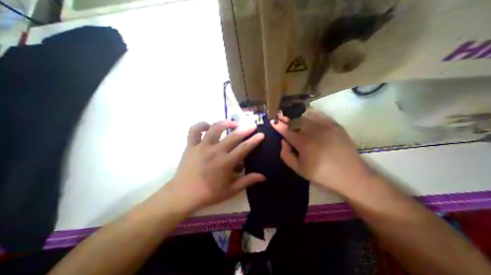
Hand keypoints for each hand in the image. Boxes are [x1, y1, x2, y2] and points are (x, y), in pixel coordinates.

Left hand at [166, 119, 266, 211]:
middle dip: (245, 129)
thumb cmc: (209, 194)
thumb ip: (247, 181)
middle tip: (252, 125)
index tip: (261, 134)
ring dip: (225, 123)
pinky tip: (208, 126)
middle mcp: (215, 151)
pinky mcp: (190, 145)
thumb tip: (263, 177)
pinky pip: (195, 130)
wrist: (182, 195)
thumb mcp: (231, 190)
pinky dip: (201, 125)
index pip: (244, 148)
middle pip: (233, 136)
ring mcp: (202, 146)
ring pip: (215, 128)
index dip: (254, 140)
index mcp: (226, 163)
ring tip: (233, 123)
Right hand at [270, 108, 370, 194]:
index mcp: (304, 143)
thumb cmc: (322, 174)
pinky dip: (309, 113)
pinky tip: (306, 116)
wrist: (351, 175)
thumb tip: (283, 141)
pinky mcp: (335, 124)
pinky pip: (318, 114)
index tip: (272, 120)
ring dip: (296, 115)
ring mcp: (325, 126)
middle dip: (285, 117)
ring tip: (292, 116)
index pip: (286, 130)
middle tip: (280, 116)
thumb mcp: (299, 169)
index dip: (278, 125)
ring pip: (306, 114)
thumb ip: (286, 155)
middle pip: (295, 120)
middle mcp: (313, 131)